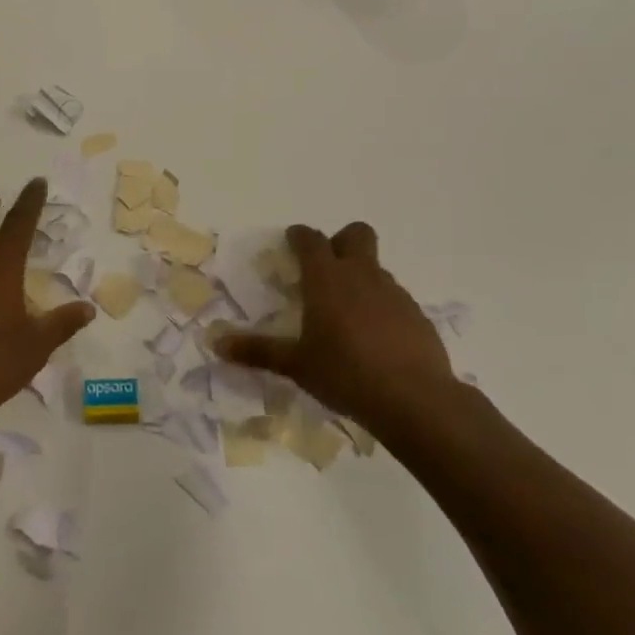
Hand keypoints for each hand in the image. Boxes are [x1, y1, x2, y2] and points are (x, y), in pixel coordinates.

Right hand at [216, 222, 455, 429]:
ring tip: (347, 313)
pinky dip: (382, 306)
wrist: (415, 399)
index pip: (310, 240)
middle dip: (341, 241)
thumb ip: (257, 351)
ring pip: (376, 268)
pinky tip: (375, 338)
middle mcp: (362, 275)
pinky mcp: (418, 315)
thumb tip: (216, 343)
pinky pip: (394, 298)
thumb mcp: (296, 365)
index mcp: (327, 279)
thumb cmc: (345, 374)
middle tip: (326, 268)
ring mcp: (394, 293)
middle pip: (356, 234)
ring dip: (361, 277)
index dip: (299, 236)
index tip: (291, 240)